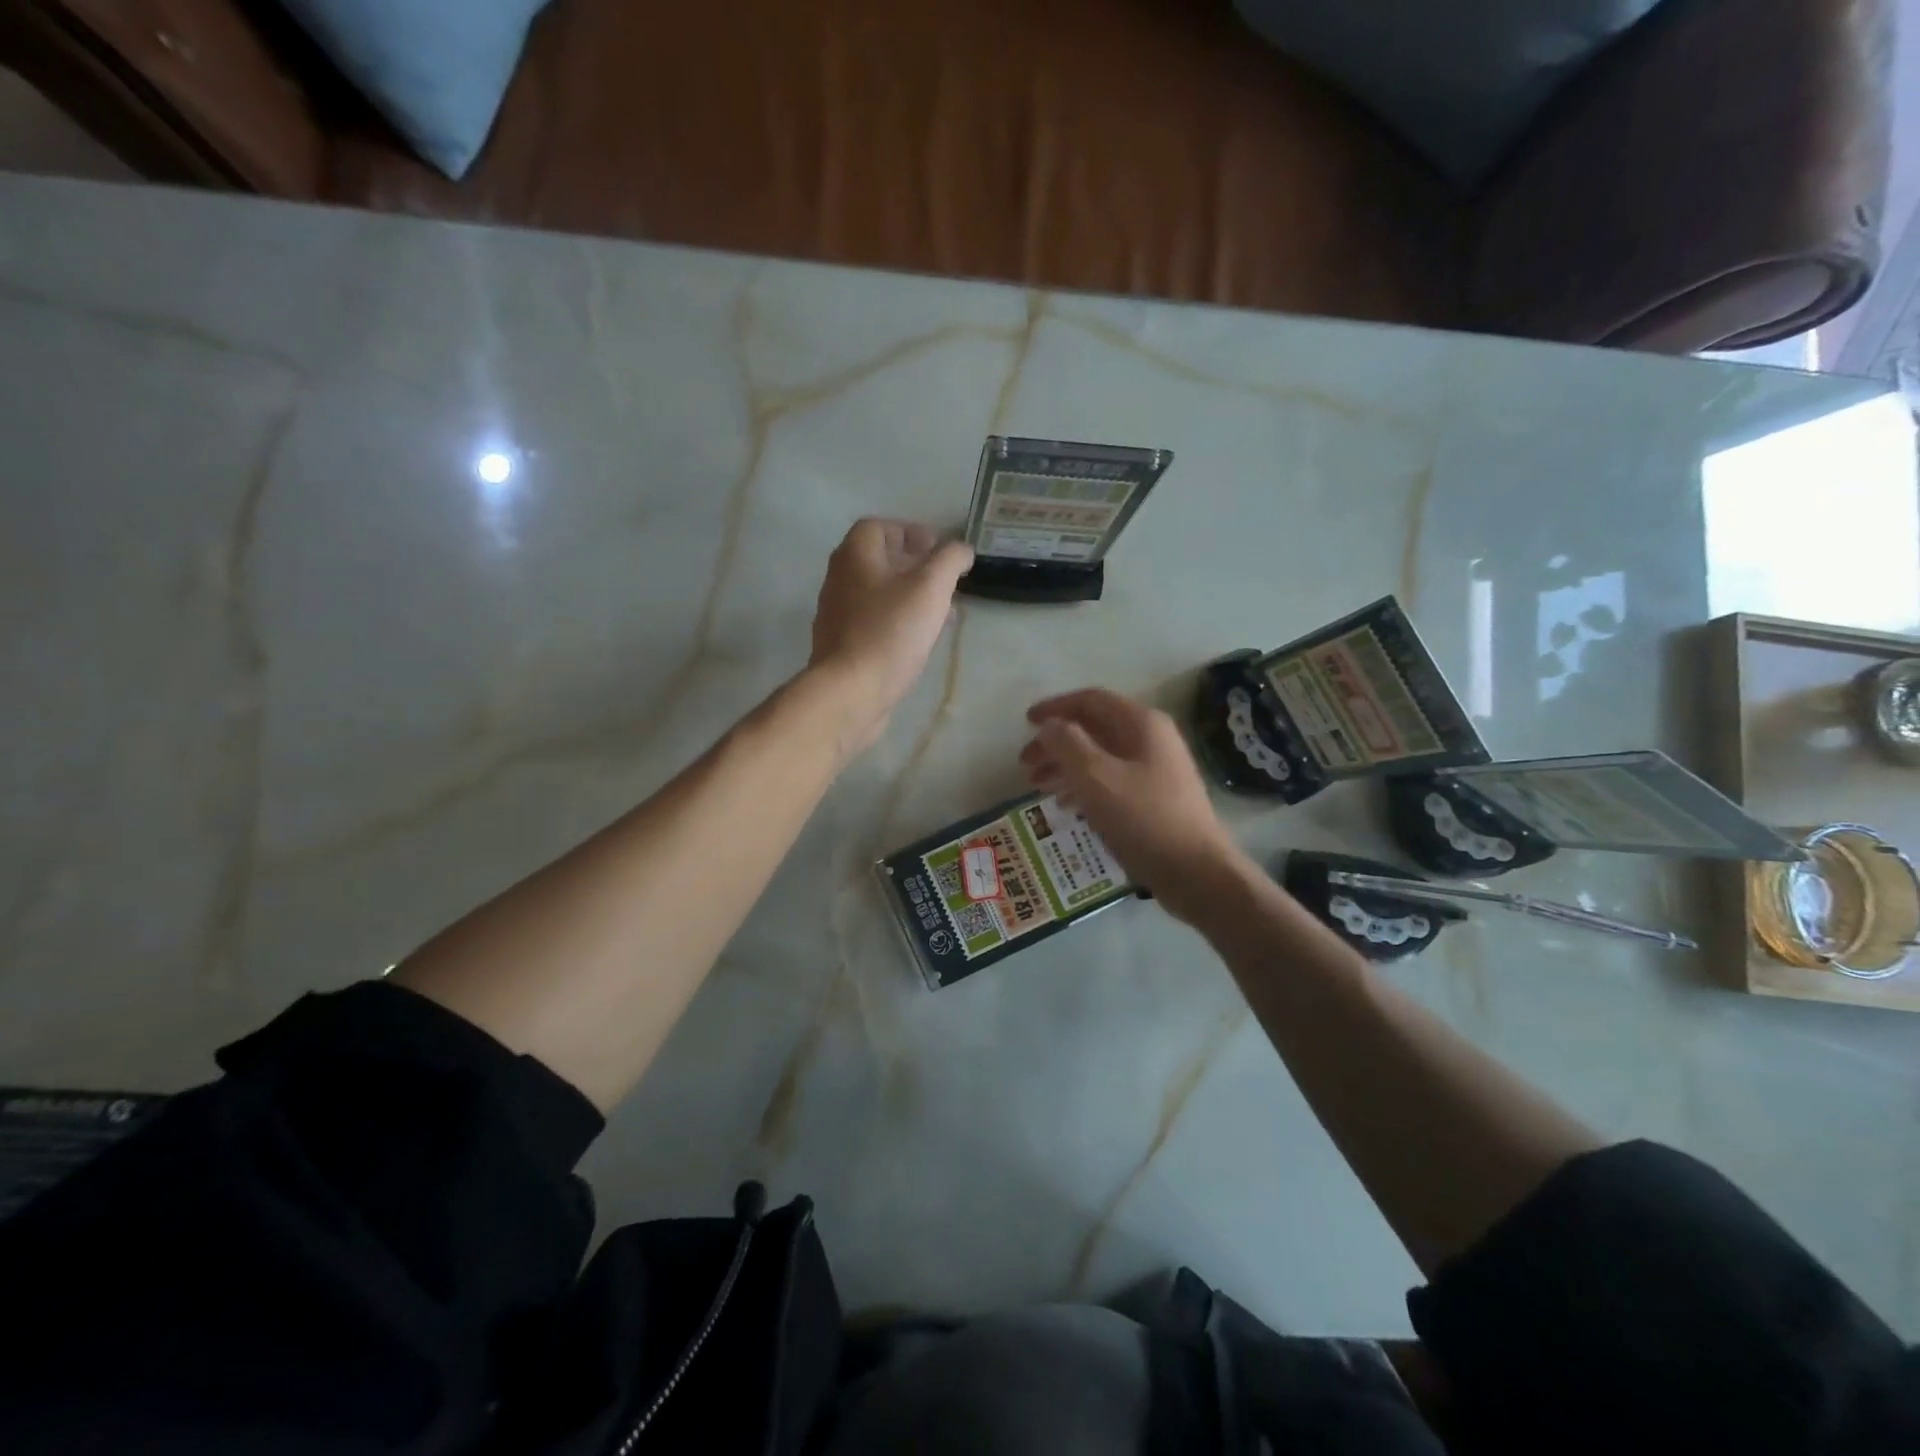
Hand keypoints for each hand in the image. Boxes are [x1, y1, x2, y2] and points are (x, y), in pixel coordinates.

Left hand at [808, 519, 972, 754]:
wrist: (850, 691)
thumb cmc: (890, 632)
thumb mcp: (931, 588)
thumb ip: (950, 560)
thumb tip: (961, 549)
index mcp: (855, 556)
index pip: (877, 527)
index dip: (909, 531)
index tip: (937, 548)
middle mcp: (839, 579)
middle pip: (876, 561)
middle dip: (913, 566)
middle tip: (943, 581)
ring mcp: (836, 615)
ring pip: (877, 594)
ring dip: (909, 596)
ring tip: (940, 613)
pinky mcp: (841, 646)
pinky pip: (873, 622)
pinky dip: (897, 621)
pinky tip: (918, 641)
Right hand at [1020, 687, 1249, 922]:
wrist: (1197, 871)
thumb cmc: (1143, 819)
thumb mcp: (1096, 778)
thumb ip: (1067, 744)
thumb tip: (1050, 725)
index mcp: (1141, 723)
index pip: (1090, 700)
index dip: (1055, 707)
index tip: (1025, 722)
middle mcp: (1151, 739)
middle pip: (1094, 728)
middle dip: (1056, 742)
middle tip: (1025, 763)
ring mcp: (1156, 769)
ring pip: (1101, 756)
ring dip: (1066, 765)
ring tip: (1037, 785)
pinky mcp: (1155, 797)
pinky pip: (1111, 780)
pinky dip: (1084, 785)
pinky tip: (1066, 804)